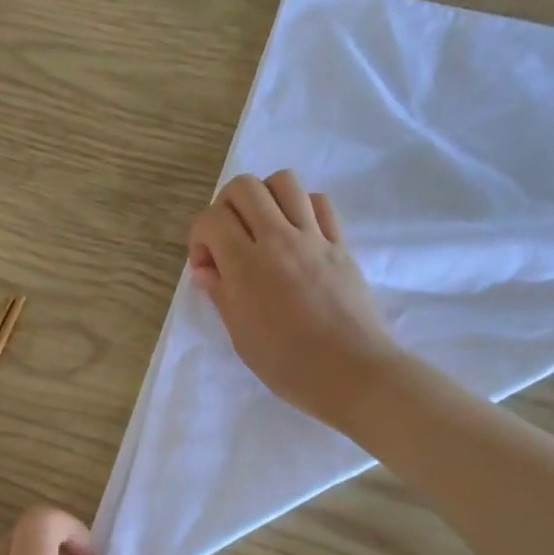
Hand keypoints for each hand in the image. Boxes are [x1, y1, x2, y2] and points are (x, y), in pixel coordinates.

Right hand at [189, 172, 402, 429]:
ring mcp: (313, 238)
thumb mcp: (241, 337)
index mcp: (246, 265)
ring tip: (264, 229)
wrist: (354, 373)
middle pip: (244, 187)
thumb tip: (206, 268)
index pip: (211, 219)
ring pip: (284, 182)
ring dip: (265, 197)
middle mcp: (278, 239)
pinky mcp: (340, 244)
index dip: (200, 238)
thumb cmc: (289, 365)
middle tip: (231, 240)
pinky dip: (301, 206)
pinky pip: (319, 202)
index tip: (209, 268)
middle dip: (227, 206)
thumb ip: (221, 294)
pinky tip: (297, 234)